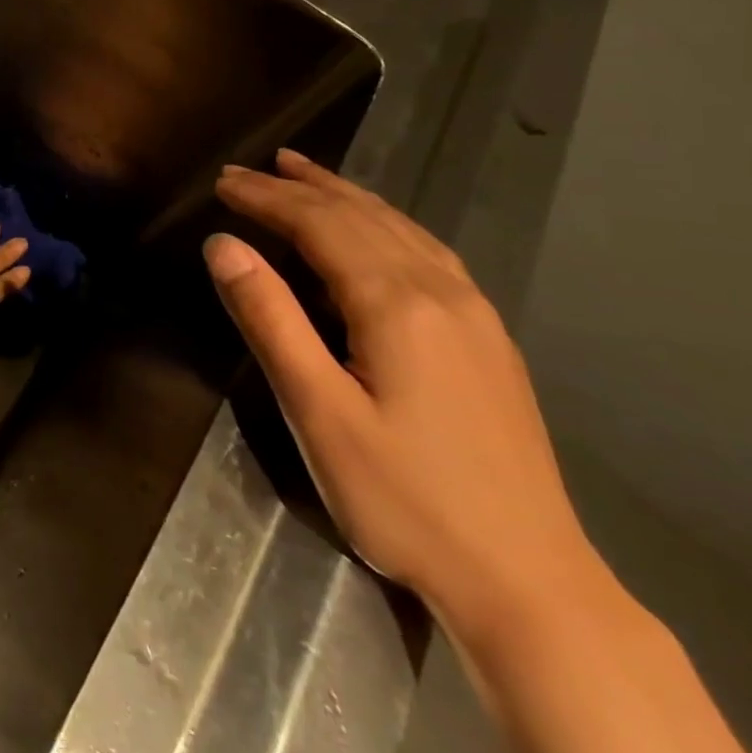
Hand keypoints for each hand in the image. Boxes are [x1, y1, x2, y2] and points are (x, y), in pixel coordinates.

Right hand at [204, 149, 599, 638]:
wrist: (529, 583)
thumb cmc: (404, 498)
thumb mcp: (317, 411)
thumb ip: (269, 319)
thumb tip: (223, 244)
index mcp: (396, 305)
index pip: (319, 225)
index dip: (267, 197)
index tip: (222, 180)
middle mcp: (441, 293)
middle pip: (359, 216)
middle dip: (298, 187)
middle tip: (247, 169)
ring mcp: (474, 314)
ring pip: (399, 227)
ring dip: (344, 194)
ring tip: (302, 172)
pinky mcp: (487, 339)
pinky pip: (427, 251)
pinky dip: (384, 221)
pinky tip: (375, 228)